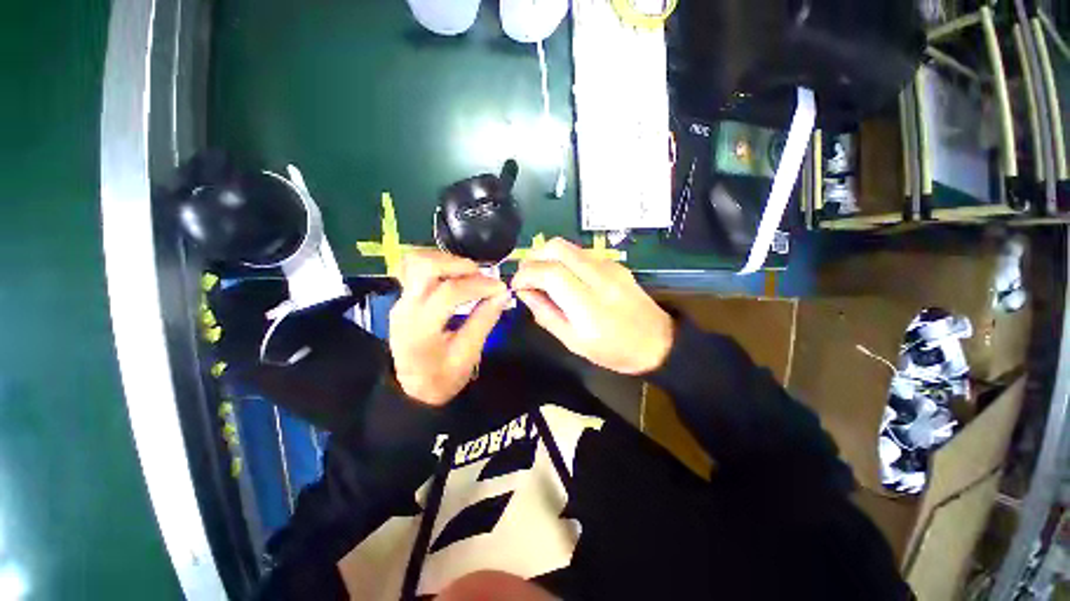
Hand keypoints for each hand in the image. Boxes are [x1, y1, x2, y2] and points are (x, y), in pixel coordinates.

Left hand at [390, 250, 509, 404]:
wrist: (412, 389)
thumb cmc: (442, 377)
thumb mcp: (468, 355)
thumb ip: (484, 321)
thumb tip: (502, 295)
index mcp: (421, 330)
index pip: (448, 293)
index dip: (478, 286)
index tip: (500, 288)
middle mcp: (406, 309)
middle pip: (424, 267)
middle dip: (459, 265)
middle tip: (482, 275)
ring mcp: (401, 301)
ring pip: (416, 262)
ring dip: (447, 261)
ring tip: (469, 274)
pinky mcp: (403, 298)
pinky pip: (414, 269)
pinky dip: (437, 264)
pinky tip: (453, 274)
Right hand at [512, 238, 673, 374]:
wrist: (657, 342)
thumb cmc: (613, 350)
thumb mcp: (573, 341)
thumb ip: (546, 314)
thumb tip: (525, 292)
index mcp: (588, 303)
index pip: (549, 272)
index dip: (526, 274)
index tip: (516, 285)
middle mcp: (599, 277)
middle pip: (556, 247)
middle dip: (533, 257)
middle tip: (526, 276)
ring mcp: (609, 266)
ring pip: (568, 246)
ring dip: (548, 256)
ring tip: (542, 277)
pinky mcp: (615, 263)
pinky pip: (581, 253)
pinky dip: (564, 260)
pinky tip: (564, 278)